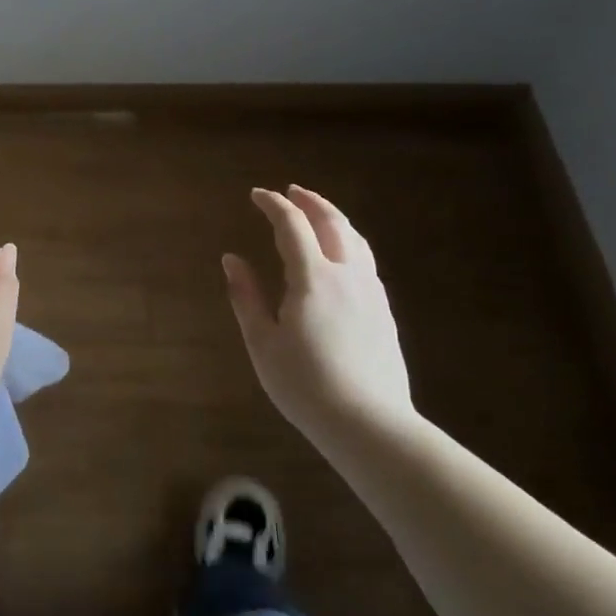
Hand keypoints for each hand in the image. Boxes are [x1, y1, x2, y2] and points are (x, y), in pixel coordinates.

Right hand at [223, 185, 416, 441]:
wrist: (368, 424)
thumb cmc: (305, 385)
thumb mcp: (262, 342)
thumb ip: (246, 296)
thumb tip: (231, 259)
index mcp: (312, 277)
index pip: (292, 225)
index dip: (273, 204)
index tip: (256, 195)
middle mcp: (346, 274)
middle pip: (332, 222)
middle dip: (310, 201)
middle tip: (291, 191)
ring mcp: (371, 292)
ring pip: (356, 239)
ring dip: (334, 218)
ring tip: (317, 213)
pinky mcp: (384, 311)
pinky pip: (366, 261)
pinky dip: (349, 242)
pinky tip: (341, 255)